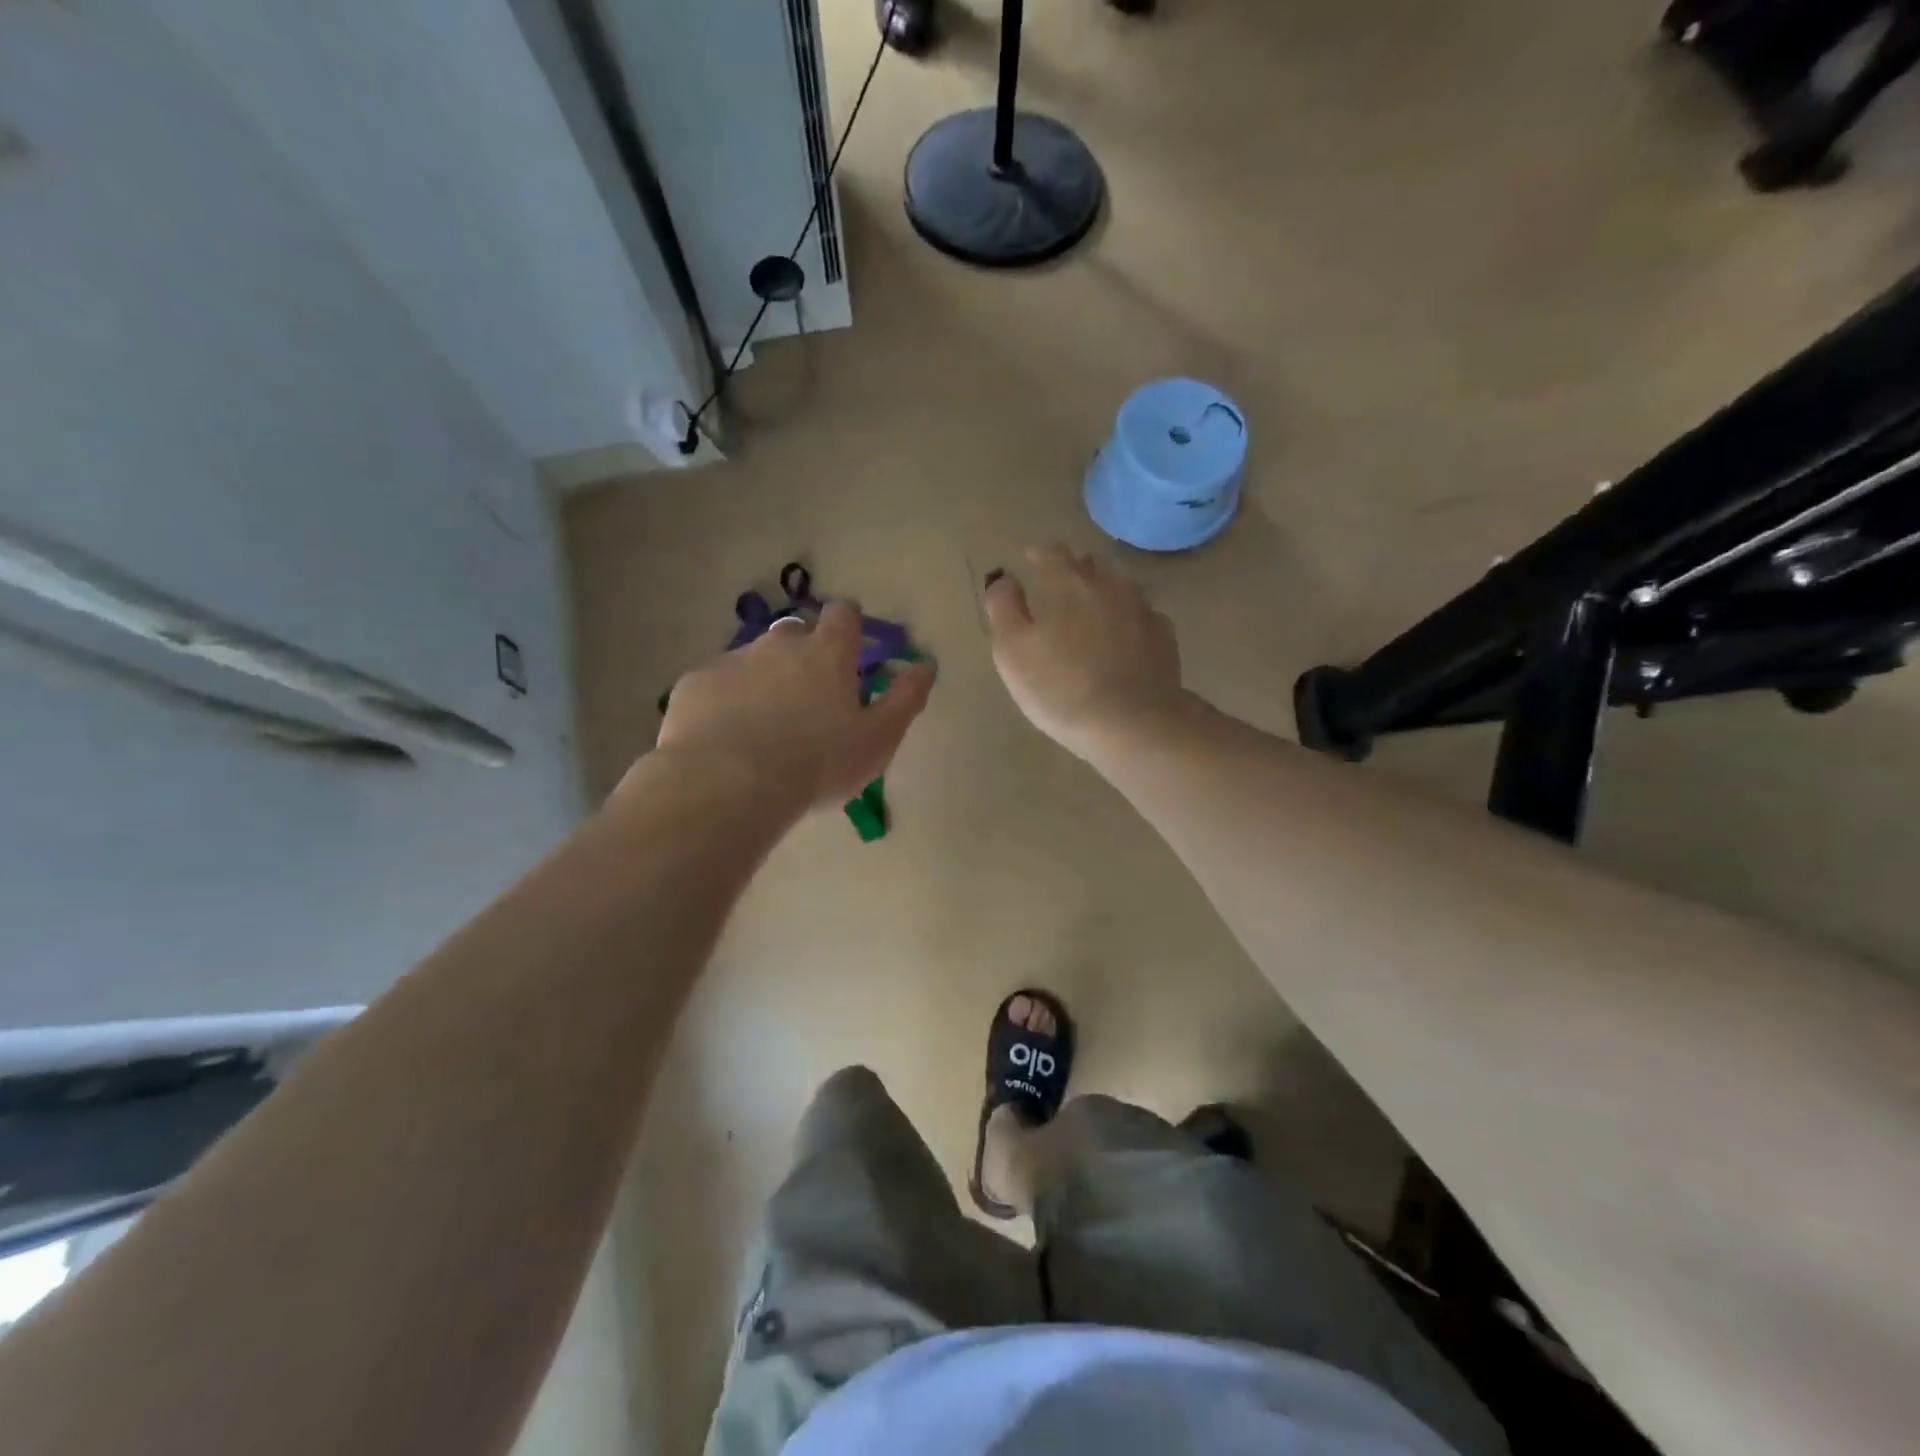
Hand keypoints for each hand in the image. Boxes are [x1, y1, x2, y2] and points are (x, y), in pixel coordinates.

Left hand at [651, 603, 934, 812]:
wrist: (728, 784)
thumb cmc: (817, 763)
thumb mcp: (878, 739)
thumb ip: (906, 698)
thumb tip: (926, 664)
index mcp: (827, 653)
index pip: (844, 614)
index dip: (850, 626)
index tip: (851, 649)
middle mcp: (779, 644)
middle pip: (796, 632)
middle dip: (804, 653)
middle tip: (808, 697)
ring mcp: (732, 660)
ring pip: (754, 658)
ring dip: (764, 679)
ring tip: (764, 725)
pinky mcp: (695, 683)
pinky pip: (717, 684)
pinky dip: (726, 700)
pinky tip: (727, 737)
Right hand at [984, 545, 1186, 760]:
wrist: (1131, 723)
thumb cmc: (1059, 688)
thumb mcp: (1012, 651)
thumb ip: (1003, 608)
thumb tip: (1003, 579)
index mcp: (1068, 583)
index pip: (1052, 553)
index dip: (1039, 556)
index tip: (1030, 562)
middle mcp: (1109, 585)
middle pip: (1090, 564)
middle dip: (1073, 571)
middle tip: (1059, 589)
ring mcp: (1142, 609)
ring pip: (1121, 587)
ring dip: (1105, 592)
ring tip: (1093, 611)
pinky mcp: (1164, 637)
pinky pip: (1144, 616)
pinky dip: (1130, 620)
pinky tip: (1125, 638)